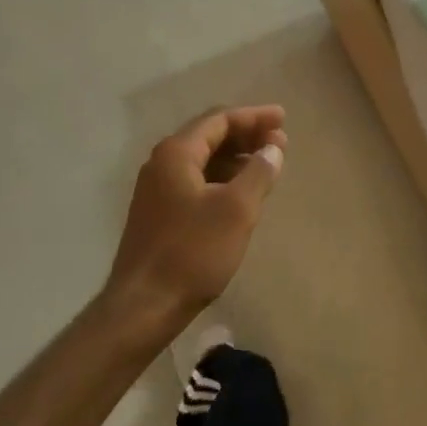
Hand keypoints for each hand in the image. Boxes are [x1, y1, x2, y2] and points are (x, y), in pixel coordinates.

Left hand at [103, 105, 287, 335]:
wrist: (142, 308)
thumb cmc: (192, 252)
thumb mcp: (237, 210)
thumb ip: (259, 172)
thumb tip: (272, 149)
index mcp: (177, 153)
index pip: (219, 120)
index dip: (254, 117)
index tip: (283, 119)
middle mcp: (162, 163)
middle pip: (209, 136)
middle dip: (246, 135)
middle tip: (279, 141)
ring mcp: (157, 189)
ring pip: (203, 160)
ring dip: (236, 158)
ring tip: (266, 165)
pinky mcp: (158, 214)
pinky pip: (196, 181)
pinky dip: (222, 178)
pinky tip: (241, 193)